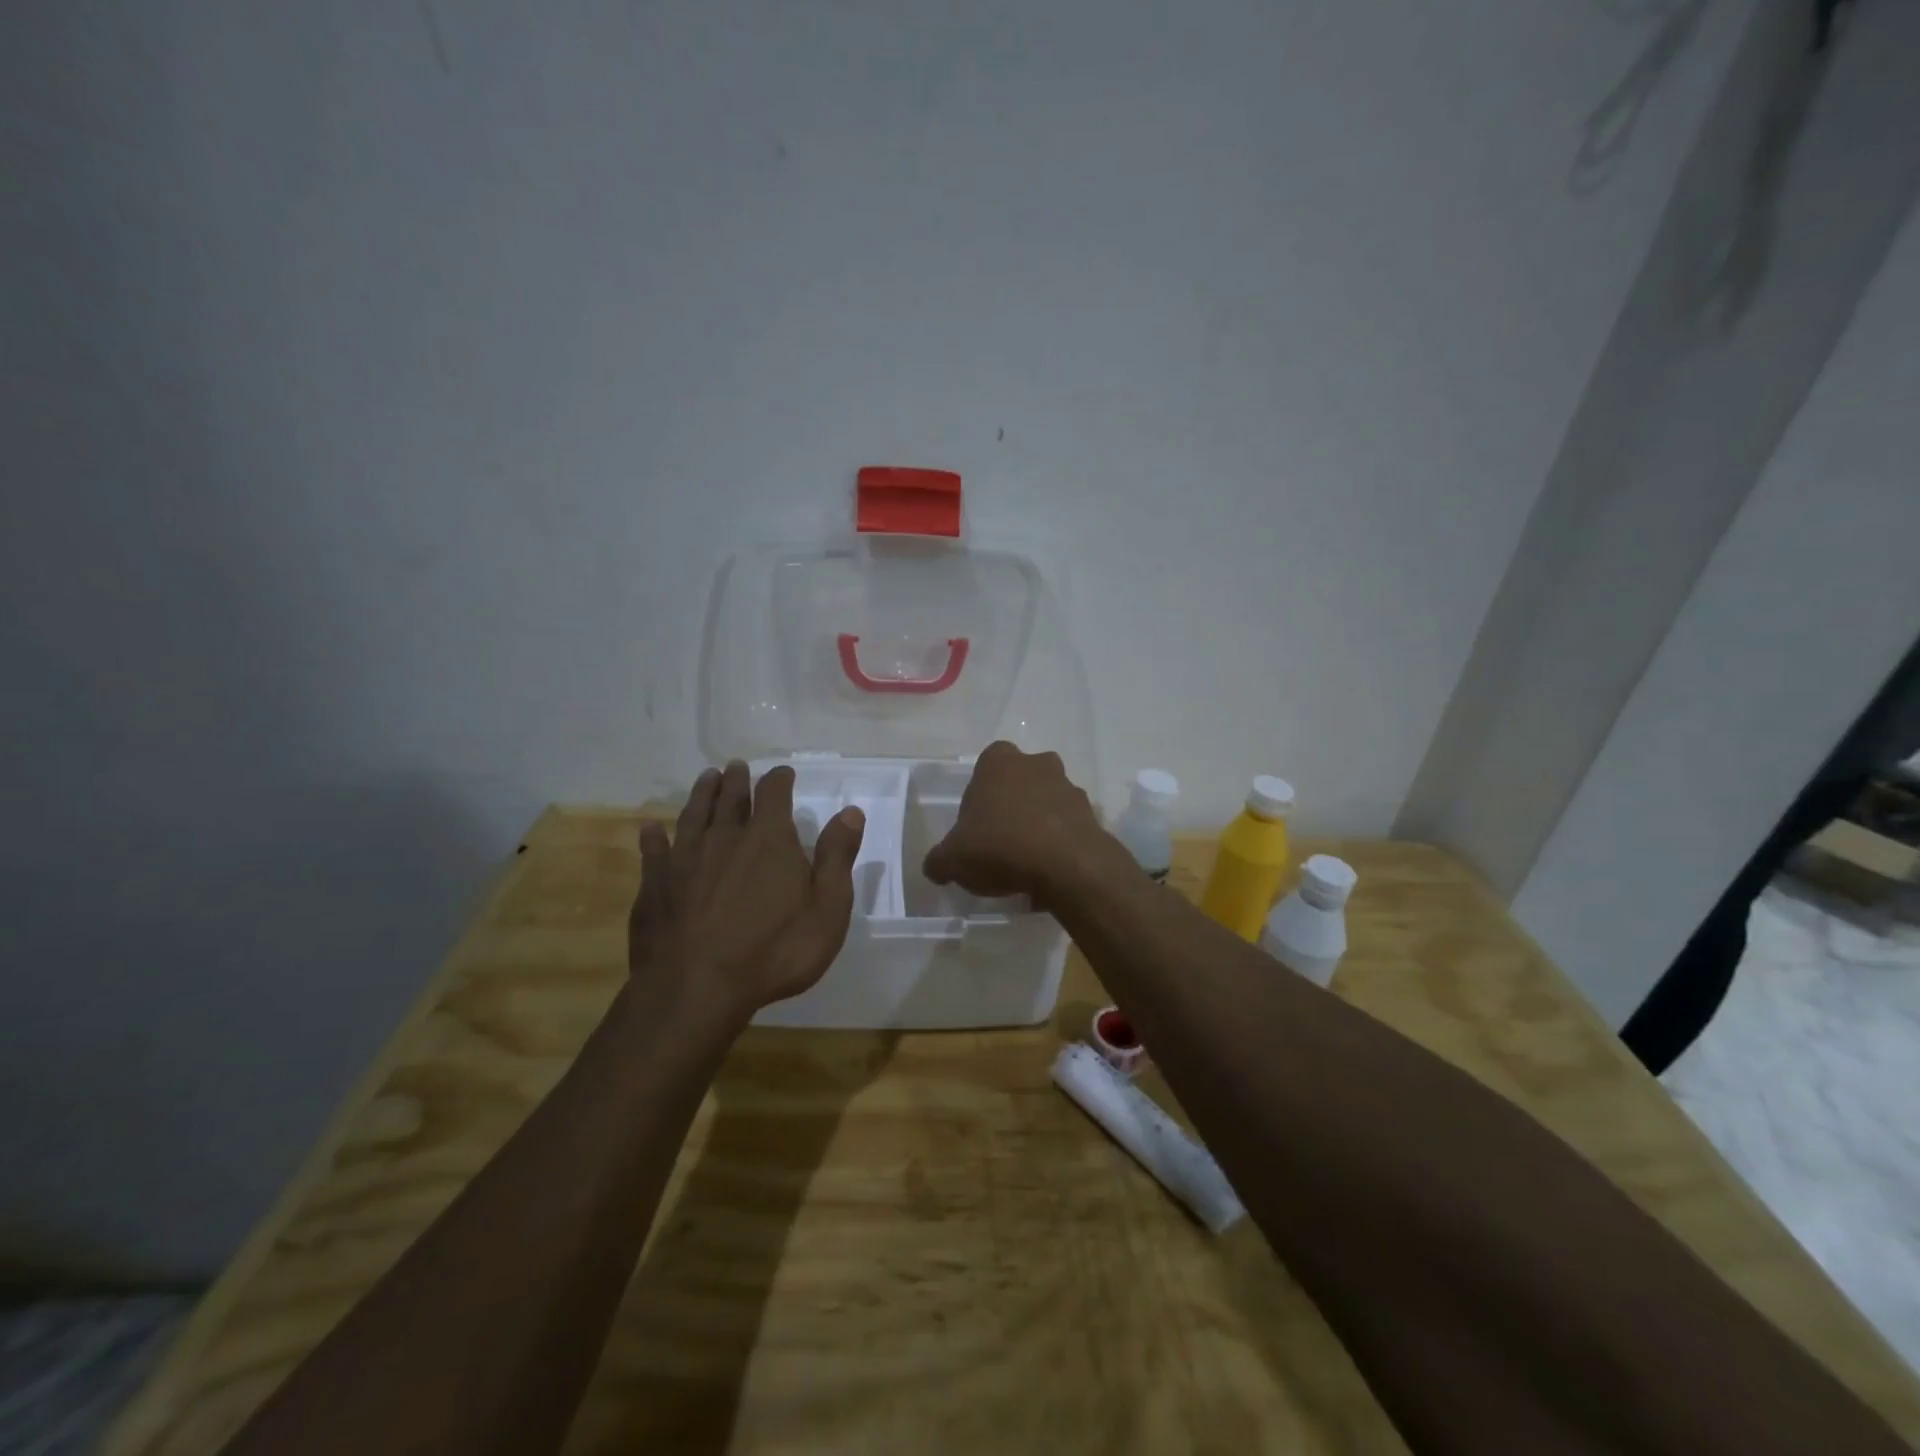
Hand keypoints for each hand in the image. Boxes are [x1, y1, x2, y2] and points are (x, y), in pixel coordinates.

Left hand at [631, 761, 864, 1022]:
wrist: (697, 988)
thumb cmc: (774, 951)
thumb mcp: (826, 909)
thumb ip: (837, 857)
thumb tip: (851, 812)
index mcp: (769, 839)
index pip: (774, 793)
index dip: (780, 780)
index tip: (783, 773)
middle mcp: (725, 837)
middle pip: (730, 797)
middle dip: (736, 780)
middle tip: (736, 767)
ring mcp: (684, 859)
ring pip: (693, 814)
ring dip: (702, 794)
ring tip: (706, 779)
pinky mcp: (654, 884)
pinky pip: (653, 850)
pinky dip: (654, 836)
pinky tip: (651, 829)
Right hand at [922, 741, 1111, 902]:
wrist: (1067, 866)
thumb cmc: (1001, 847)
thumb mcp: (953, 859)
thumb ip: (939, 860)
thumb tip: (935, 867)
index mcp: (999, 763)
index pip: (986, 764)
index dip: (979, 794)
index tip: (975, 824)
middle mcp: (1037, 765)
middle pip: (1020, 781)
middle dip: (1011, 805)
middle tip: (999, 841)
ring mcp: (1069, 788)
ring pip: (1047, 802)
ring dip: (1038, 824)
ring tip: (1025, 864)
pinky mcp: (1092, 815)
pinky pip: (1068, 828)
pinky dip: (1059, 845)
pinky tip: (1048, 874)